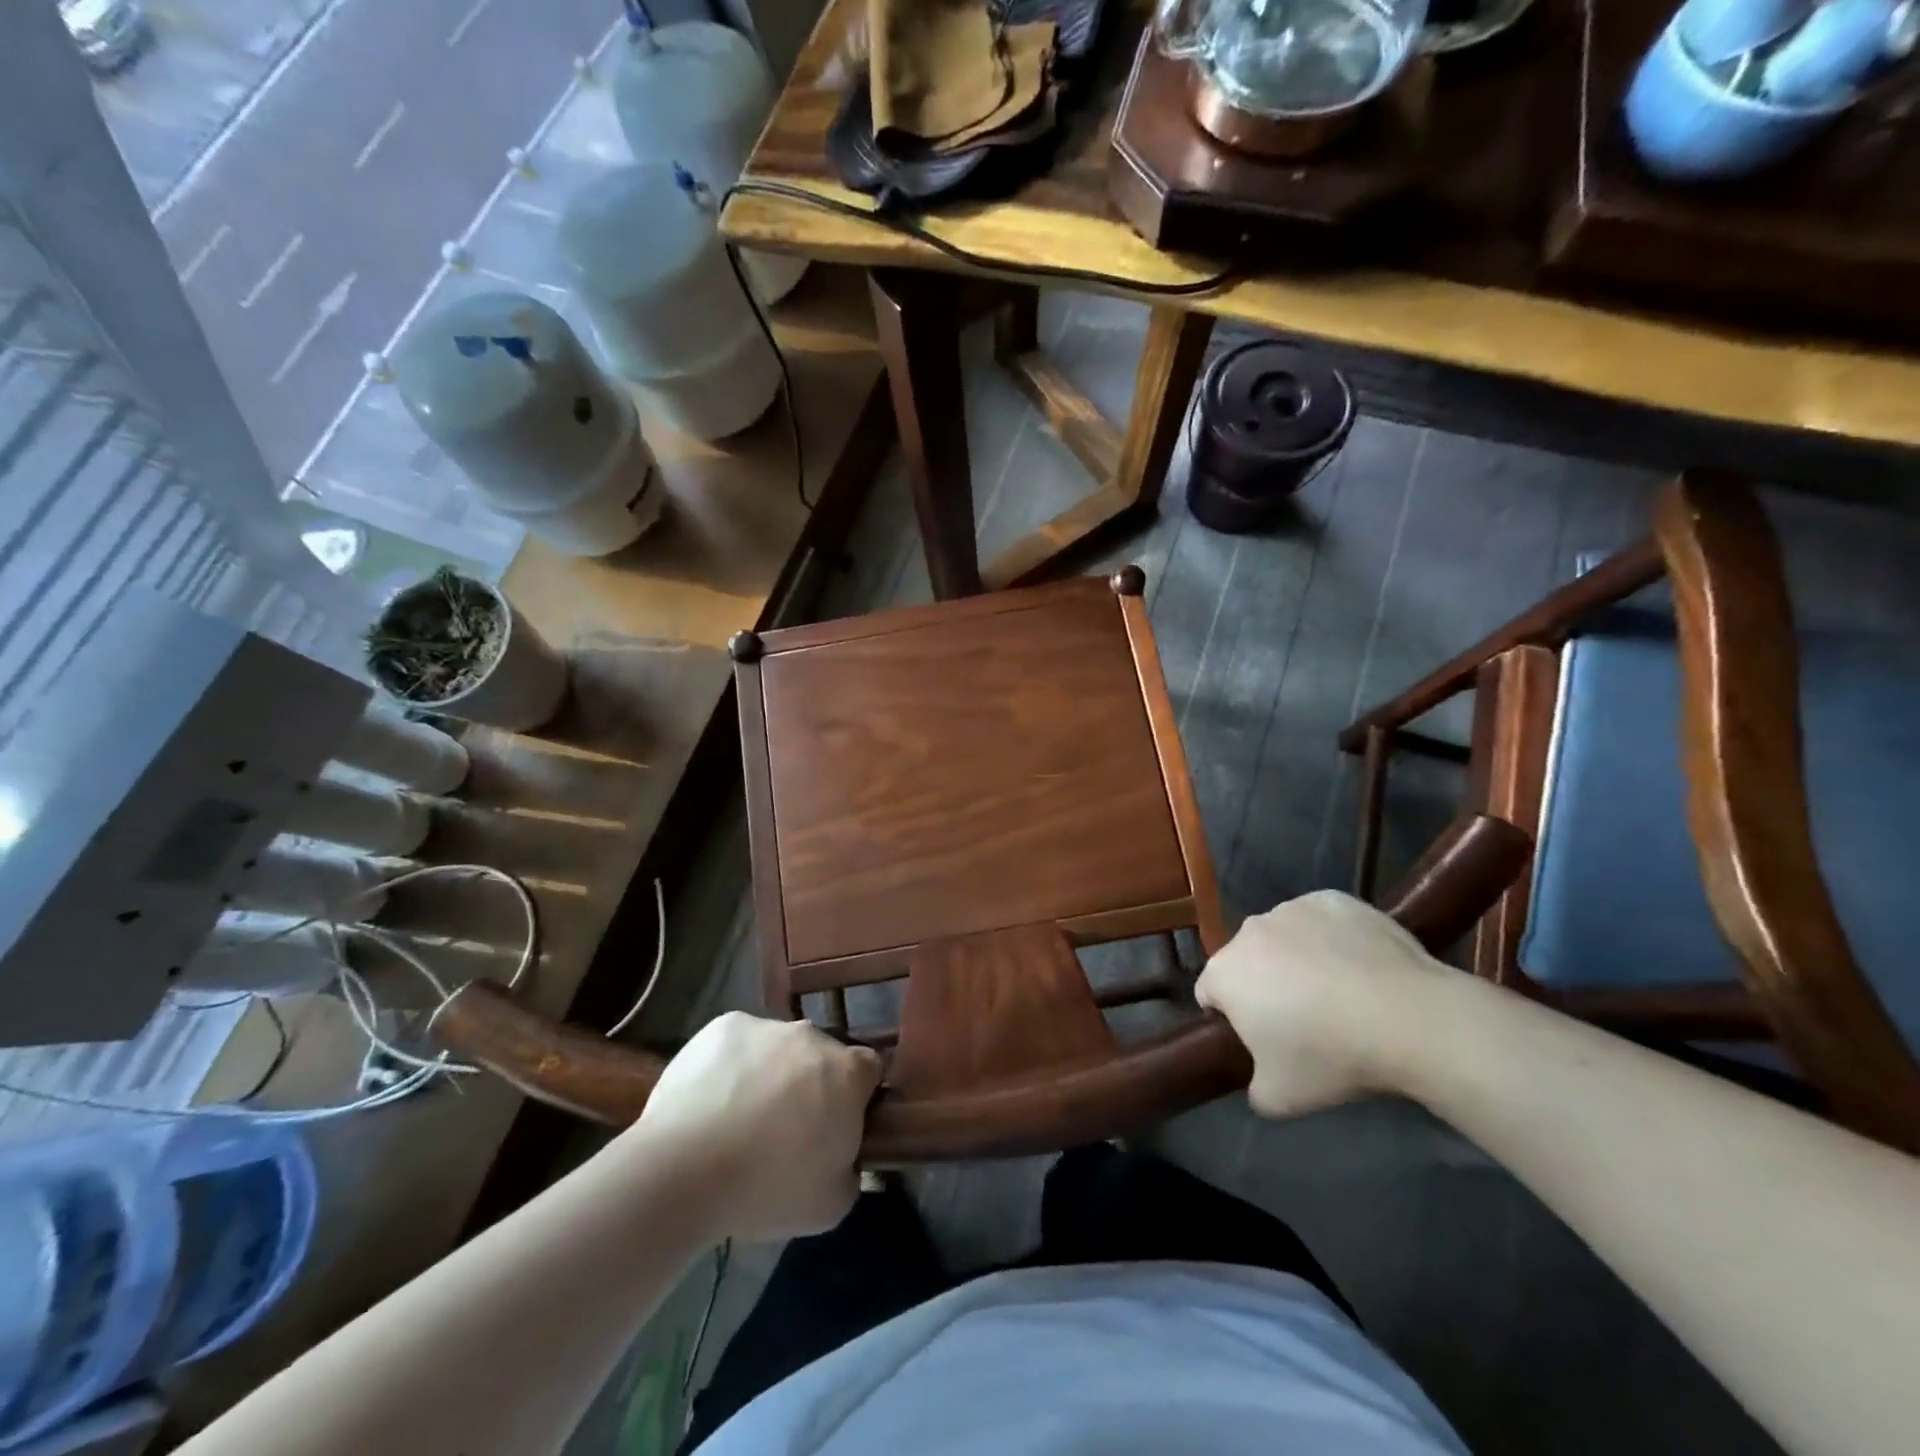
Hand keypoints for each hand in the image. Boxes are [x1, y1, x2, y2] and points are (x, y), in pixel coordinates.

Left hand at [629, 1012, 883, 1241]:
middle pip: (822, 1056)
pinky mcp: (724, 1026)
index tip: (838, 1125)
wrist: (684, 1170)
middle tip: (786, 1129)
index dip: (858, 1097)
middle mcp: (813, 1036)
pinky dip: (732, 1064)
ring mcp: (766, 1026)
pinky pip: (738, 1043)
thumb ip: (852, 1171)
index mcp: (848, 1072)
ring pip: (778, 1048)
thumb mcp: (831, 1205)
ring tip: (739, 1118)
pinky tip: (712, 1100)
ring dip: (771, 1073)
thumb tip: (845, 1156)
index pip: (870, 1070)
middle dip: (811, 1084)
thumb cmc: (768, 1188)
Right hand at [1196, 890, 1442, 1119]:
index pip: (1210, 994)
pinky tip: (1361, 967)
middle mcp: (1248, 931)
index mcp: (1224, 972)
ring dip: (1296, 958)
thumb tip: (1260, 1077)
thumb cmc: (1332, 1056)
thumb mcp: (1280, 1098)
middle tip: (1304, 1020)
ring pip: (1283, 937)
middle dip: (1264, 984)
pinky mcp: (1333, 899)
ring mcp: (1292, 909)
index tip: (1263, 1041)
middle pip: (1247, 961)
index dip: (1232, 1019)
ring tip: (1341, 993)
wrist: (1408, 1017)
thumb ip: (1255, 1088)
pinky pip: (1322, 921)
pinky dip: (1332, 939)